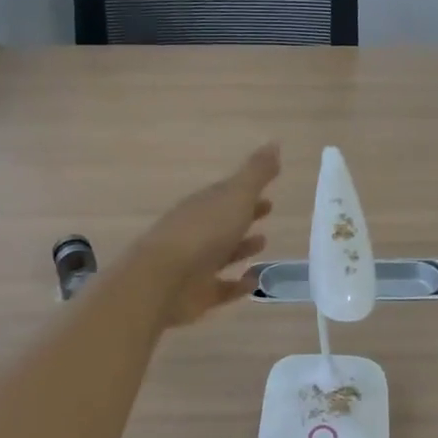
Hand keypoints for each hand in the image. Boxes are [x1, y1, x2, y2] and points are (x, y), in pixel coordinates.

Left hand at [135, 143, 280, 326]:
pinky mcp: (198, 294)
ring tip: (263, 243)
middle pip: (224, 222)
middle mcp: (198, 232)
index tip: (268, 192)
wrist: (163, 279)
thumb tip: (275, 143)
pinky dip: (238, 285)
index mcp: (204, 206)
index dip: (247, 192)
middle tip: (269, 211)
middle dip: (245, 216)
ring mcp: (196, 264)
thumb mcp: (235, 196)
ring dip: (242, 248)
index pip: (227, 195)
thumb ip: (256, 173)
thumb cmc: (203, 232)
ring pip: (222, 253)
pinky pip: (222, 288)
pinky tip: (255, 282)